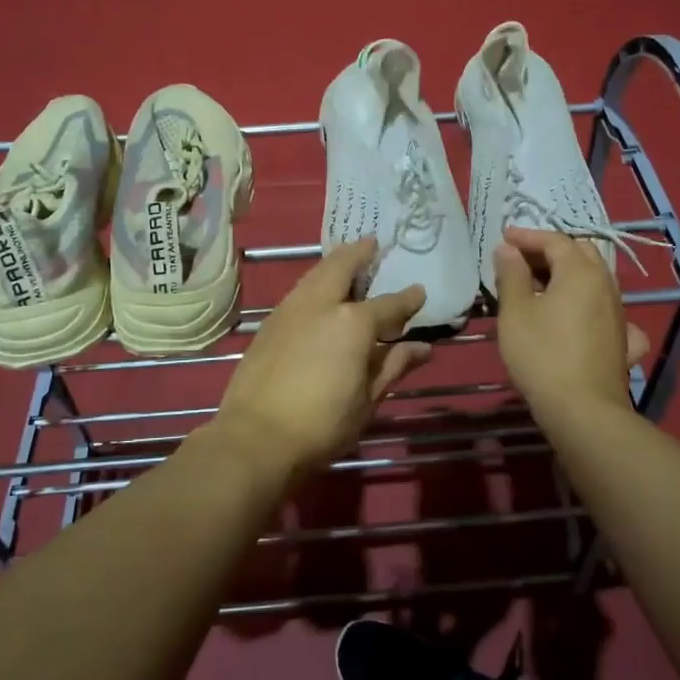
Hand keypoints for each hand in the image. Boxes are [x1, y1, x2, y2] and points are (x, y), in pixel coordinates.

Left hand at [213, 239, 430, 484]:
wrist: (256, 436)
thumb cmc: (322, 423)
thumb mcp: (368, 398)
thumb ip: (393, 365)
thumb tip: (422, 347)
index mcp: (353, 322)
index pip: (389, 305)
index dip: (407, 299)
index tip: (419, 292)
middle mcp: (321, 304)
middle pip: (342, 267)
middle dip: (359, 253)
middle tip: (371, 243)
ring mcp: (290, 310)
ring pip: (315, 274)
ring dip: (333, 263)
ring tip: (345, 259)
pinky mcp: (269, 323)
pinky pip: (298, 290)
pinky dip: (314, 281)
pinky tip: (318, 292)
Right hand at [495, 227, 648, 427]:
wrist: (583, 410)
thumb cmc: (542, 354)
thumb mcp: (515, 312)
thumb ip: (511, 275)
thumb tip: (508, 249)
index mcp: (580, 272)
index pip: (555, 240)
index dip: (527, 236)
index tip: (504, 238)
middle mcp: (606, 285)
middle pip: (580, 254)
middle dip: (550, 250)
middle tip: (521, 259)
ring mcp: (618, 313)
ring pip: (594, 280)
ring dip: (567, 275)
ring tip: (539, 286)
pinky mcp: (621, 339)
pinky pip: (605, 310)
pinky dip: (588, 304)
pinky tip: (581, 318)